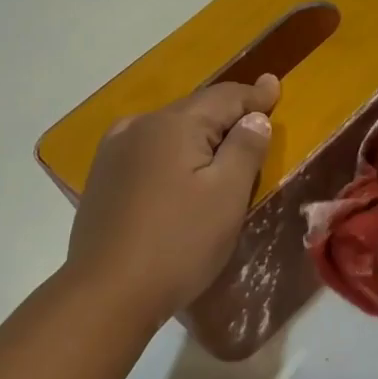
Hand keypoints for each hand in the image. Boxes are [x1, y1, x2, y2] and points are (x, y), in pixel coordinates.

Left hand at [66, 76, 279, 327]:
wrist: (108, 293)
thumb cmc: (179, 242)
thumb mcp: (227, 195)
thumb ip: (245, 148)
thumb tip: (253, 116)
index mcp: (173, 124)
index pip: (224, 97)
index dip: (254, 95)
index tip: (275, 86)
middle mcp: (139, 127)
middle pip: (194, 111)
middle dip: (227, 115)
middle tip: (256, 119)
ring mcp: (114, 152)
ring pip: (168, 132)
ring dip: (198, 136)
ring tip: (222, 147)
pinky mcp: (102, 179)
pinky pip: (148, 152)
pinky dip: (173, 154)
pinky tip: (181, 173)